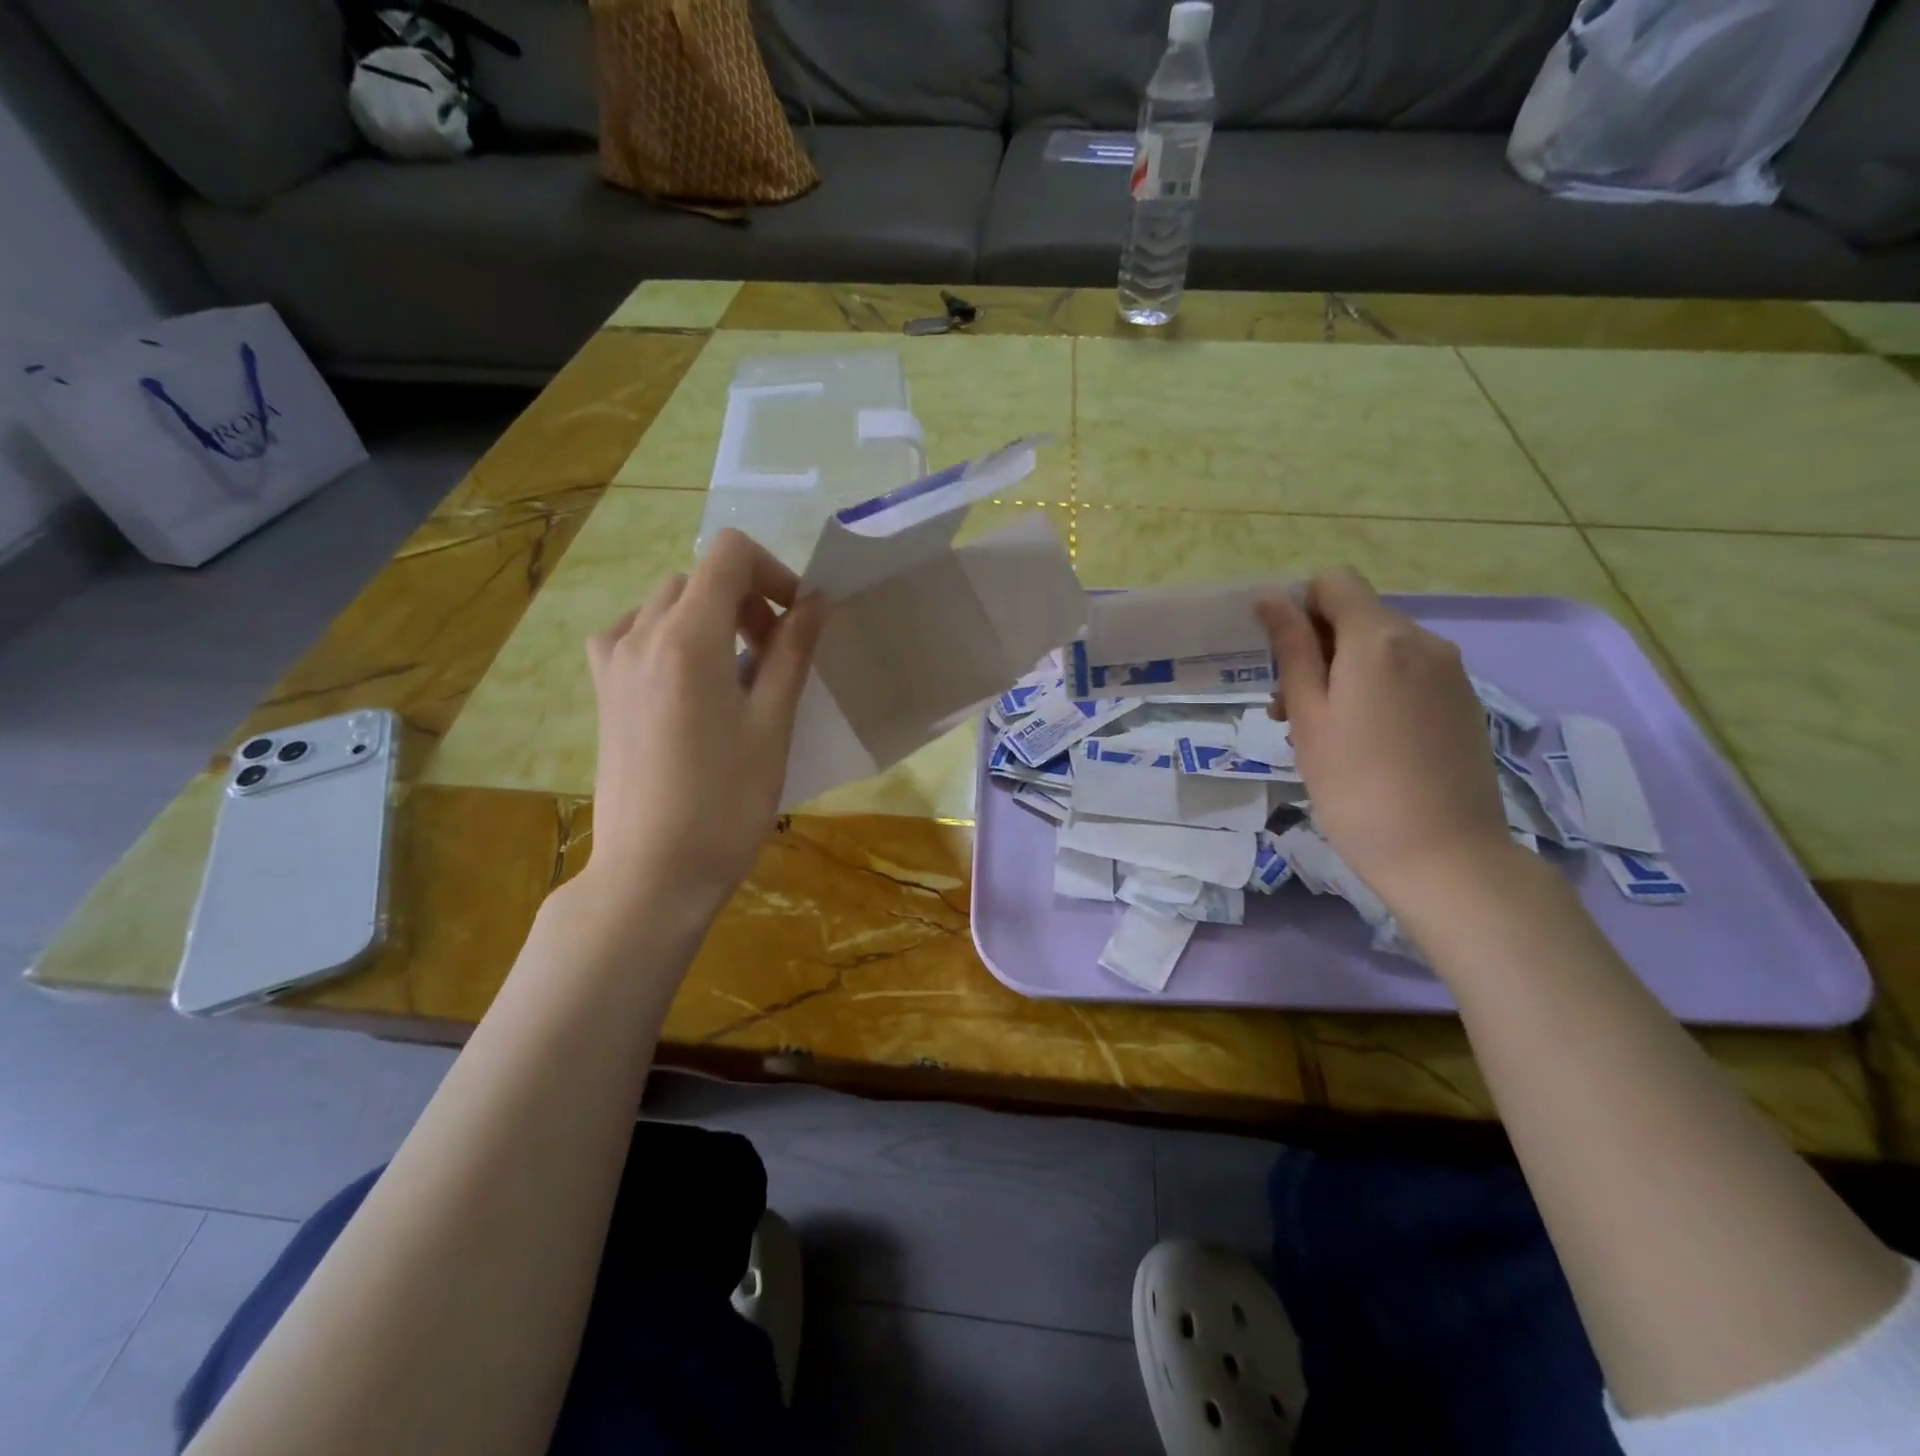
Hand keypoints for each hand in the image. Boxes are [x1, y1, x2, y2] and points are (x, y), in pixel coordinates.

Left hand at [582, 529, 825, 913]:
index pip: (730, 554)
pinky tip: (688, 682)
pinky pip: (635, 633)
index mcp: (687, 638)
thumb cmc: (726, 804)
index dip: (775, 573)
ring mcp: (612, 663)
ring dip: (710, 617)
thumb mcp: (772, 725)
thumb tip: (815, 602)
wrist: (653, 873)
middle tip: (775, 655)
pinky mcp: (603, 691)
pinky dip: (671, 637)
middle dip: (747, 599)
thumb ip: (792, 652)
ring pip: (666, 603)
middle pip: (700, 577)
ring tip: (735, 671)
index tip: (798, 621)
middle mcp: (639, 635)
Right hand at [1256, 568, 1514, 908]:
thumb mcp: (1309, 715)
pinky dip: (1375, 691)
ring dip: (1342, 674)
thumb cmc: (1355, 785)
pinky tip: (1362, 743)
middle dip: (1315, 648)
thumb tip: (1271, 598)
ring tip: (1319, 733)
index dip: (1299, 607)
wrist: (1444, 855)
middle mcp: (1423, 641)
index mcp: (1379, 638)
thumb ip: (1291, 650)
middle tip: (1287, 709)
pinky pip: (1407, 675)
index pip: (1334, 582)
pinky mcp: (1462, 702)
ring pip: (1380, 648)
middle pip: (1356, 616)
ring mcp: (1449, 672)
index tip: (1280, 657)